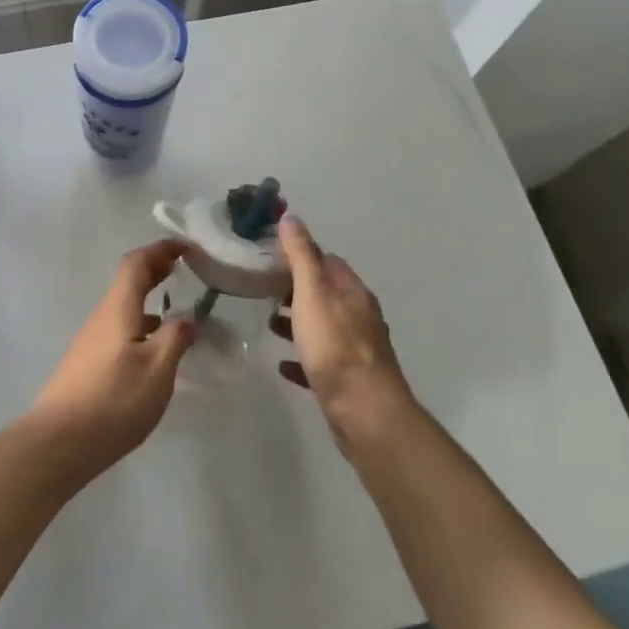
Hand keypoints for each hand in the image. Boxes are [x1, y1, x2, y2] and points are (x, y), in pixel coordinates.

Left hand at [27, 240, 195, 484]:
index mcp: (118, 309)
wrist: (58, 442)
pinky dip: (140, 325)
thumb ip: (175, 338)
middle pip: (128, 283)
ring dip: (149, 300)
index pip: (136, 263)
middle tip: (183, 269)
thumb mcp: (157, 370)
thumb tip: (186, 316)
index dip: (160, 250)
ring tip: (176, 311)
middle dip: (155, 271)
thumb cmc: (113, 400)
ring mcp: (91, 342)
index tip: (185, 247)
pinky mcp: (87, 364)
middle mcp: (101, 318)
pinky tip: (153, 350)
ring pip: (123, 308)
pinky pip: (119, 330)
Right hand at [272, 216, 414, 454]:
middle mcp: (359, 317)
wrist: (364, 412)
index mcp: (353, 293)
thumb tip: (291, 216)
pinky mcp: (348, 380)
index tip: (272, 256)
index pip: (329, 261)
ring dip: (298, 322)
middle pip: (326, 294)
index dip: (302, 255)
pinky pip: (320, 362)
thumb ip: (301, 255)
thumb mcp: (312, 293)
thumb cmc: (335, 346)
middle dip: (297, 289)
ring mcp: (356, 350)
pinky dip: (302, 357)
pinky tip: (282, 364)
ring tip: (268, 323)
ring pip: (323, 327)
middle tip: (263, 288)